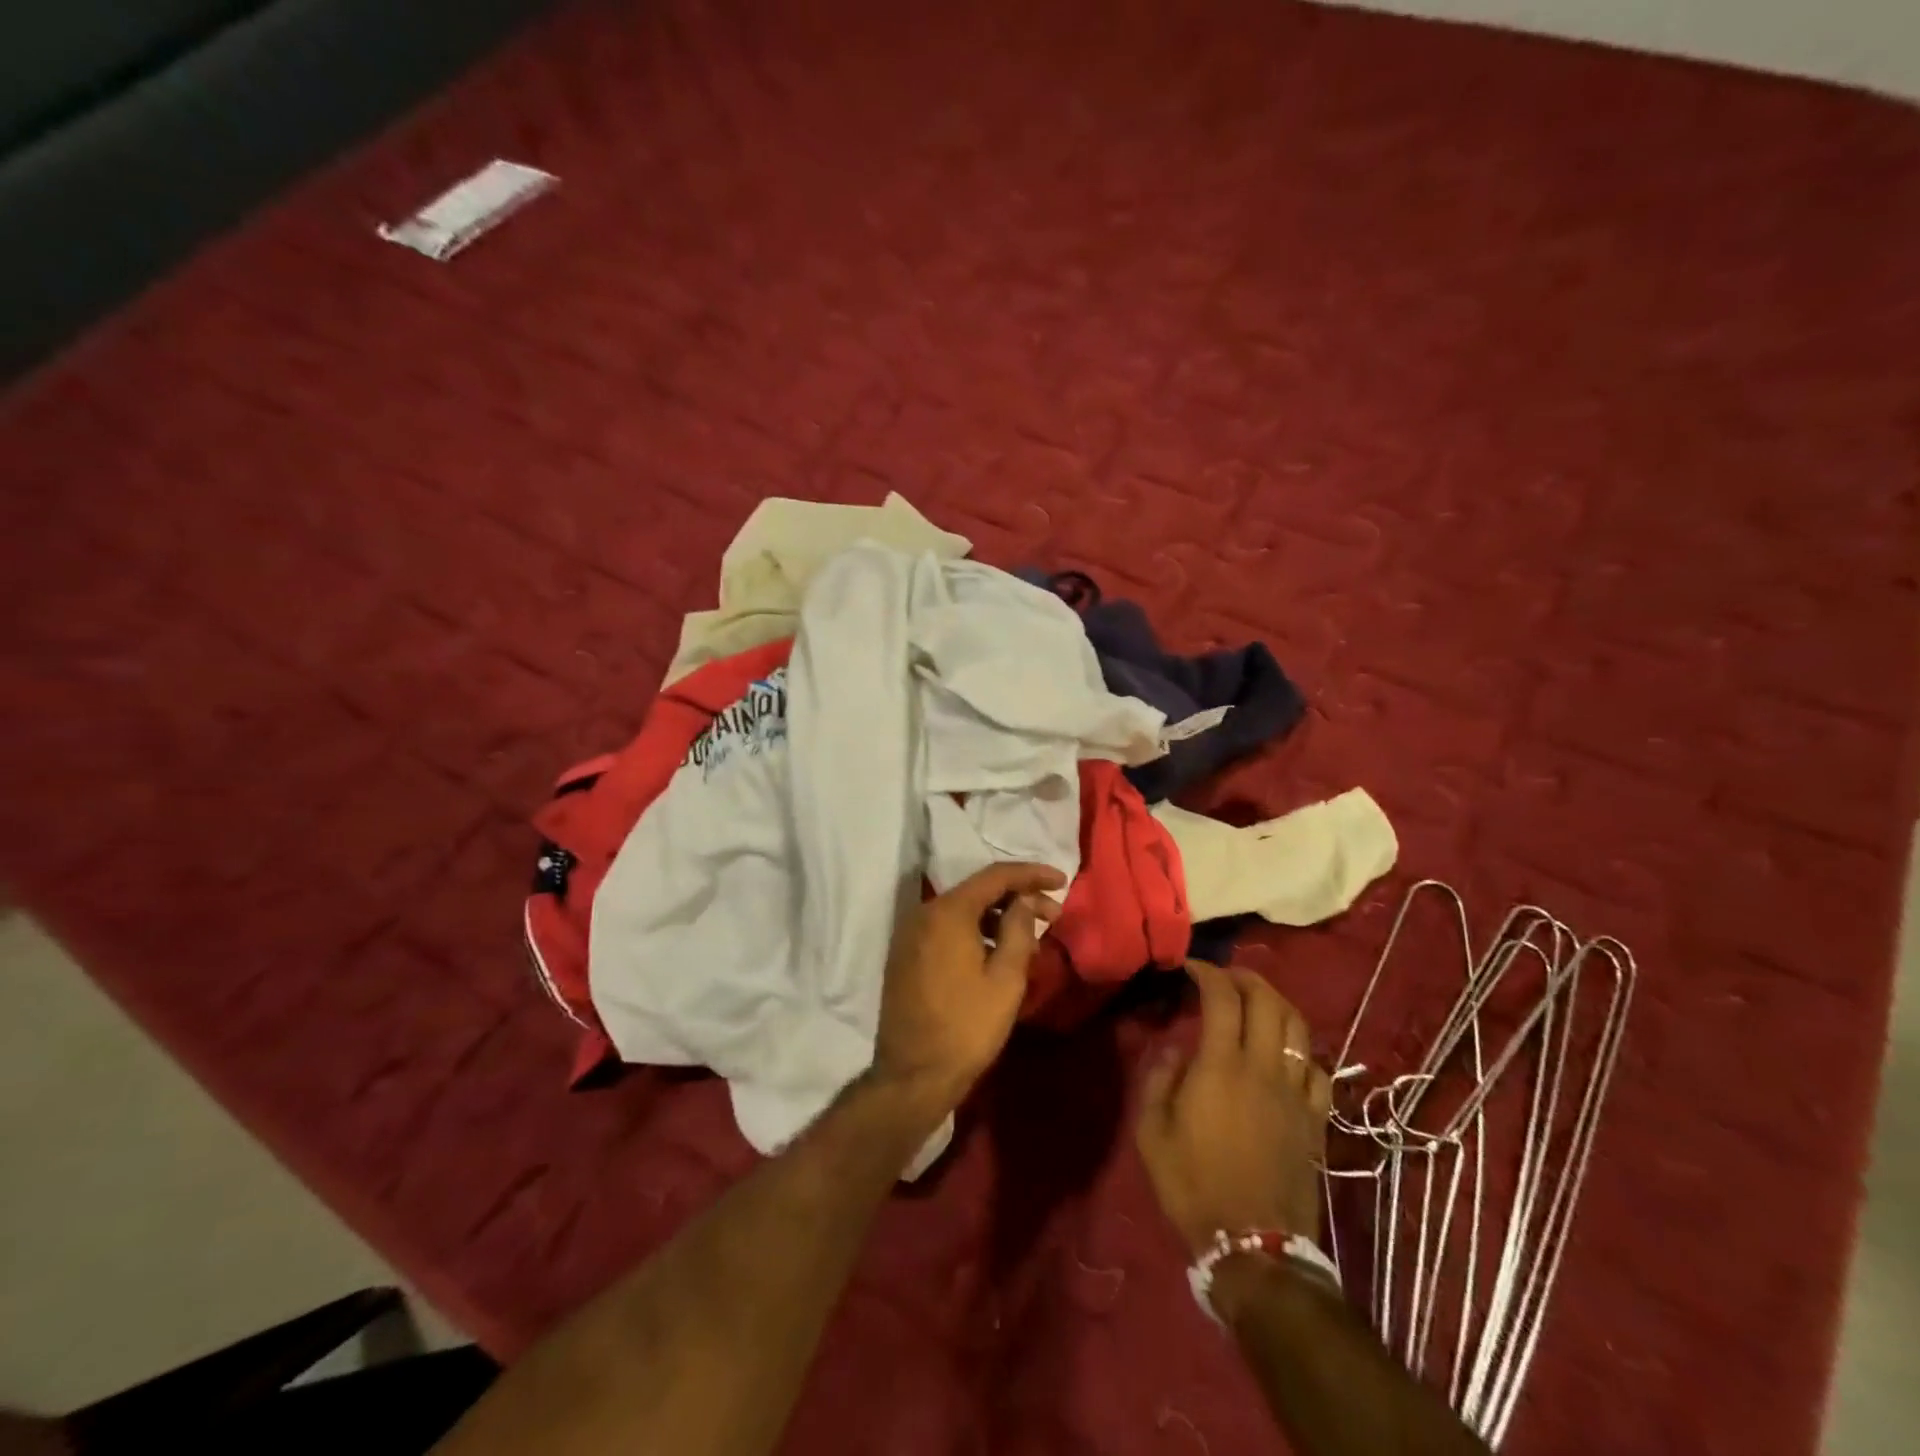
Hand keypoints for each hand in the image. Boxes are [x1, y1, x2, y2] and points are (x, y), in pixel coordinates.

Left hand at [870, 862, 1064, 1122]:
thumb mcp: (1006, 979)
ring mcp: (910, 934)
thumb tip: (1024, 900)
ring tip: (1030, 936)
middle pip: (978, 891)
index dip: (1031, 874)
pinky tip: (998, 951)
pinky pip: (947, 929)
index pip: (995, 876)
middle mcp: (924, 913)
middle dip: (1017, 897)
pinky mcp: (906, 955)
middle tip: (1053, 914)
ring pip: (962, 911)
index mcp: (948, 912)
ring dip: (997, 916)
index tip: (1062, 880)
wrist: (913, 1076)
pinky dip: (975, 931)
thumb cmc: (967, 1027)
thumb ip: (1019, 929)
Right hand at [1137, 961, 1331, 1256]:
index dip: (1208, 973)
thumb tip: (1176, 1051)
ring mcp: (1295, 1094)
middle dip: (1246, 978)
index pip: (1223, 999)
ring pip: (1298, 1029)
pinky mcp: (1315, 1120)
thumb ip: (1159, 1081)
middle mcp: (1263, 1069)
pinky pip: (1317, 1070)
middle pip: (1268, 1002)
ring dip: (1276, 1003)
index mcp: (1221, 1067)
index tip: (1191, 967)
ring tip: (1256, 1001)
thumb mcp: (1153, 1133)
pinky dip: (1300, 1049)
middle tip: (1225, 976)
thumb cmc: (1194, 1186)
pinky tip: (1286, 1053)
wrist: (1254, 1246)